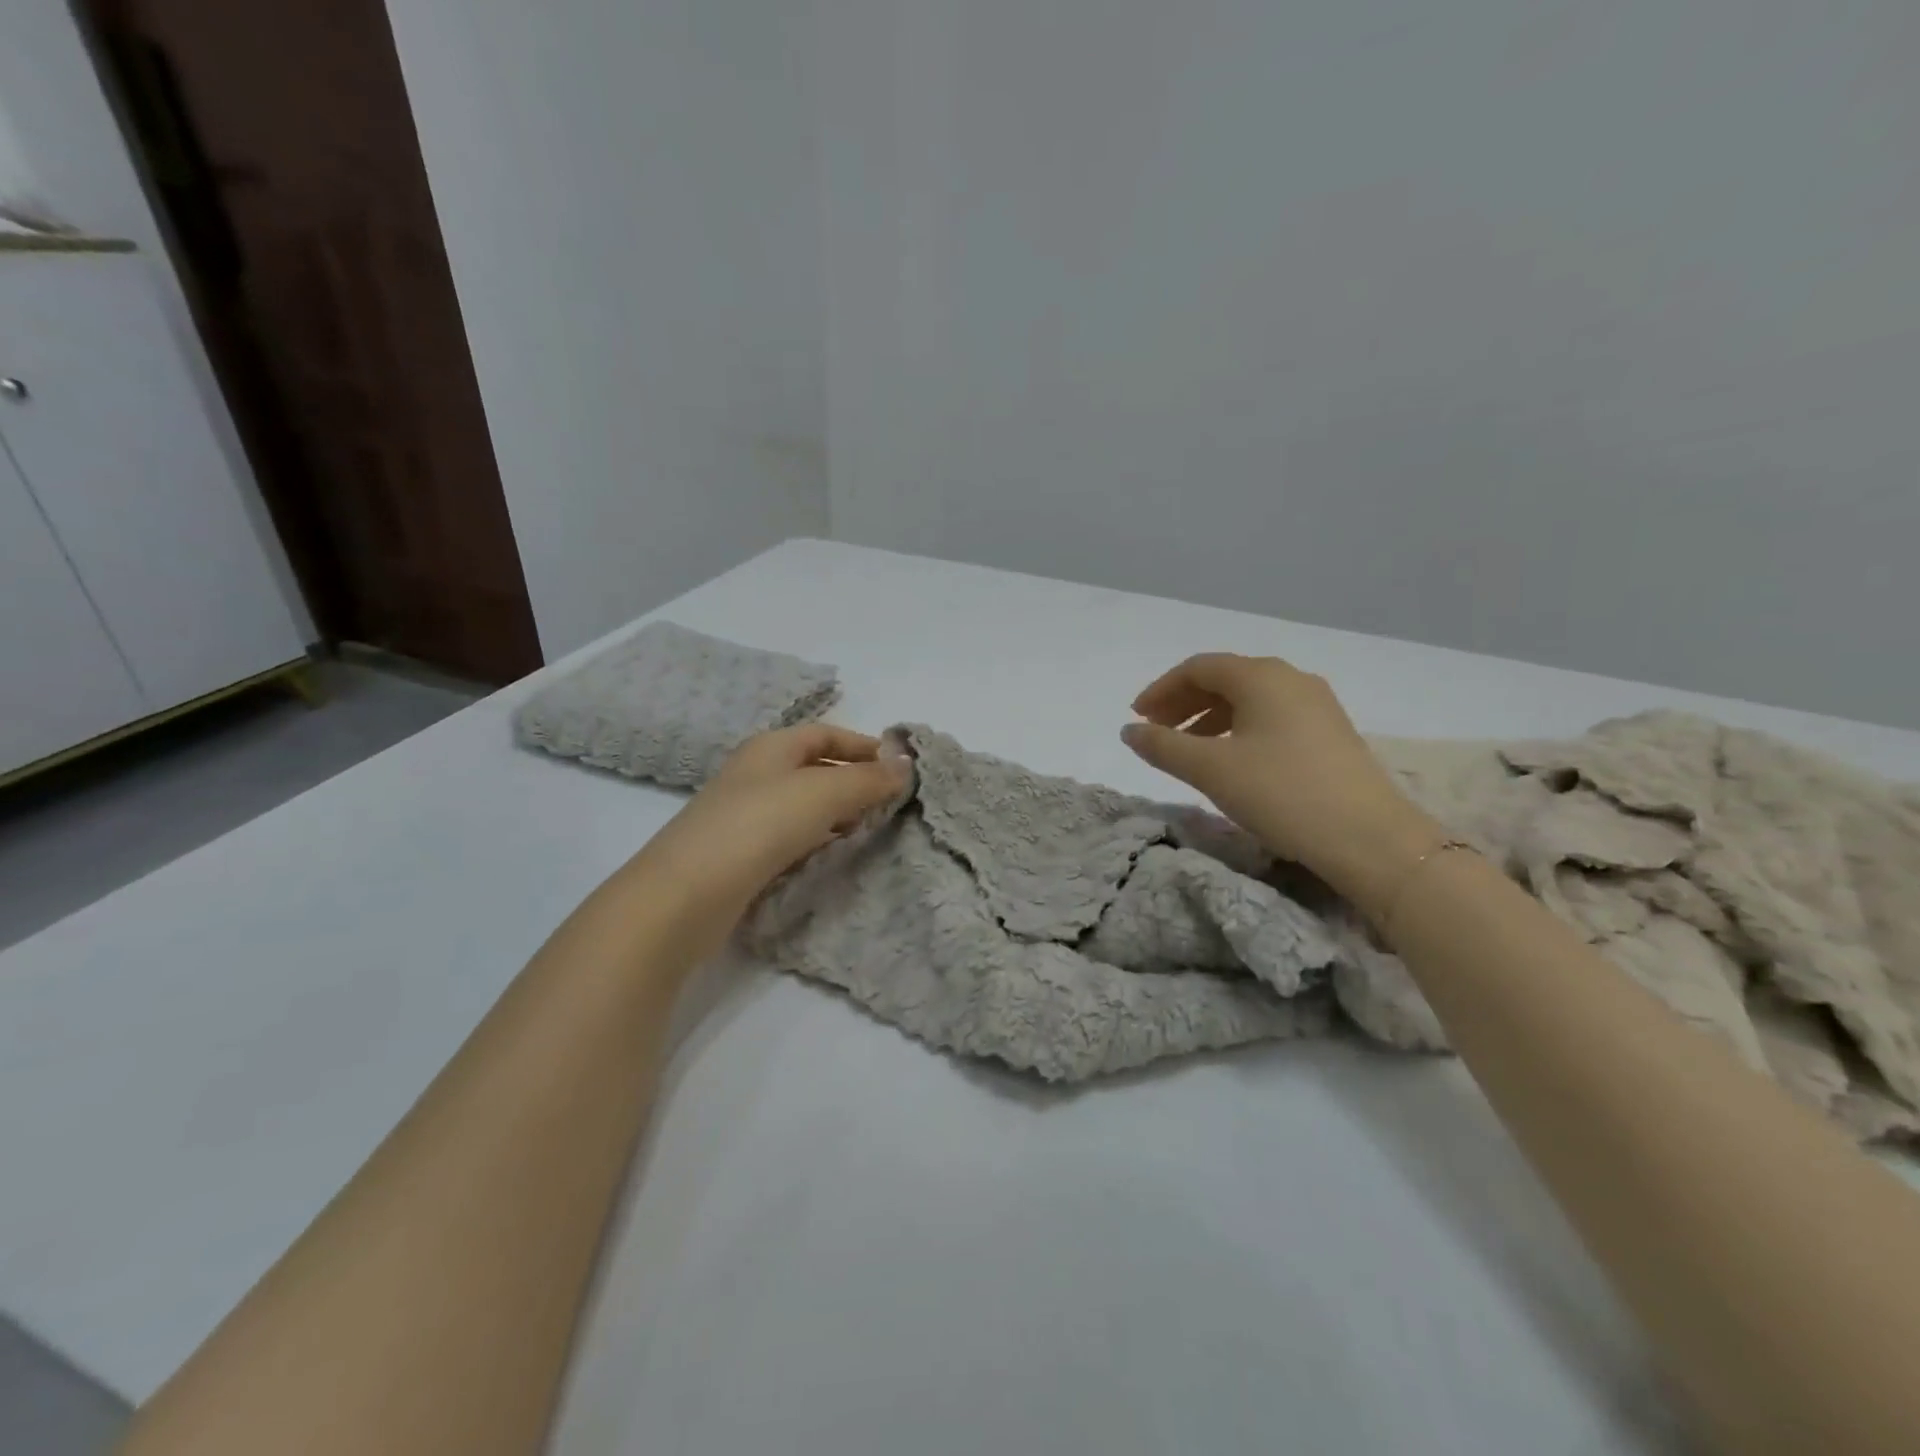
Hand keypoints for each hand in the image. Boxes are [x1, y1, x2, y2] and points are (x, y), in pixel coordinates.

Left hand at [638, 724, 908, 928]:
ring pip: (802, 804)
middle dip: (853, 780)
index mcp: (771, 747)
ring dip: (836, 812)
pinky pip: (788, 835)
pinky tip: (829, 855)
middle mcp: (755, 773)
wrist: (686, 894)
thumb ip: (867, 779)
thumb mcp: (822, 793)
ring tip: (868, 830)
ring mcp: (743, 814)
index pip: (826, 733)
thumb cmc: (759, 826)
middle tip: (889, 803)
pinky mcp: (739, 852)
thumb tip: (906, 764)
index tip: (898, 767)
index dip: (863, 745)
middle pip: (814, 767)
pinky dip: (815, 838)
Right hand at [1122, 654, 1443, 916]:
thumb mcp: (1210, 770)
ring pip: (1249, 699)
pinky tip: (1231, 759)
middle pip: (1225, 678)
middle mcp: (1291, 679)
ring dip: (1210, 717)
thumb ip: (1162, 746)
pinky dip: (1239, 729)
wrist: (1369, 839)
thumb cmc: (1281, 793)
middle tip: (1156, 732)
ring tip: (1187, 749)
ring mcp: (1316, 705)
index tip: (1137, 718)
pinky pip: (1271, 717)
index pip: (1198, 667)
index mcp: (1261, 676)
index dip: (1161, 689)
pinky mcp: (1330, 732)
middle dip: (1184, 702)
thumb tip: (1129, 730)